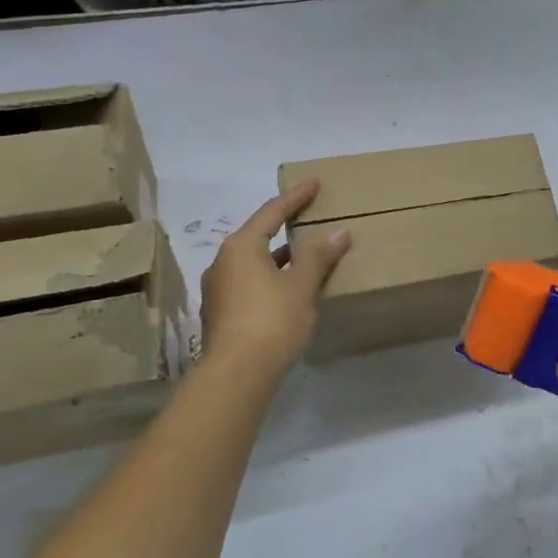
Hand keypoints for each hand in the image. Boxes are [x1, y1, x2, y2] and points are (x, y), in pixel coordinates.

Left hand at [198, 179, 349, 387]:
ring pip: (253, 261)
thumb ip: (318, 257)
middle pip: (258, 235)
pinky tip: (289, 287)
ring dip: (278, 255)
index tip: (314, 182)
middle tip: (308, 215)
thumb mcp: (301, 286)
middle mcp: (223, 262)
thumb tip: (339, 233)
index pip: (272, 212)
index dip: (295, 197)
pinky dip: (271, 276)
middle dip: (284, 226)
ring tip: (304, 253)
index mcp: (240, 247)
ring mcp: (218, 290)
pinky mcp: (221, 313)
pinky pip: (250, 282)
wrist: (236, 375)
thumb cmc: (271, 320)